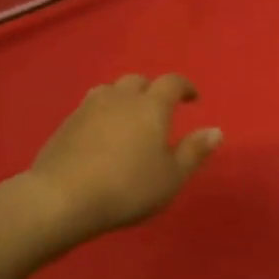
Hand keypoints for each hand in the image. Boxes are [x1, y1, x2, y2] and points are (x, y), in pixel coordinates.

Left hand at [28, 74, 221, 240]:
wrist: (62, 198)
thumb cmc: (127, 188)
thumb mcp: (171, 177)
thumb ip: (194, 151)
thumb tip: (216, 130)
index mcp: (151, 106)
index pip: (172, 82)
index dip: (184, 87)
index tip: (193, 98)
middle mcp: (120, 98)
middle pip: (138, 81)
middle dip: (152, 90)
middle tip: (159, 110)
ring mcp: (89, 108)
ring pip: (110, 90)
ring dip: (123, 97)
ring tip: (128, 117)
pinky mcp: (66, 124)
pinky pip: (89, 107)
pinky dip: (102, 113)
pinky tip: (101, 134)